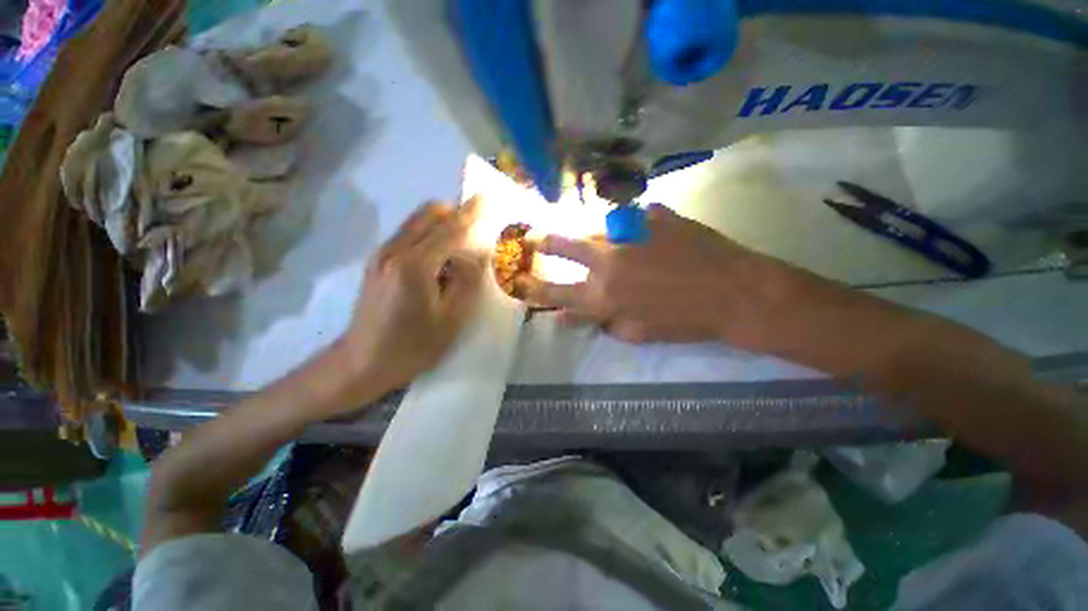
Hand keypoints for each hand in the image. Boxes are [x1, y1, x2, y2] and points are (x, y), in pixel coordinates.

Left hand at [334, 200, 484, 396]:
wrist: (361, 362)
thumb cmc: (412, 347)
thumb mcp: (451, 319)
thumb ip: (467, 282)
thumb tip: (479, 254)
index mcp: (415, 266)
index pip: (449, 230)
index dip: (471, 214)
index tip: (486, 197)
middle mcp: (394, 251)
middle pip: (429, 215)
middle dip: (455, 213)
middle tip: (477, 227)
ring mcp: (381, 254)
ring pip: (417, 221)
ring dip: (442, 223)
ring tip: (462, 245)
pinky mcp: (377, 261)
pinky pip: (408, 234)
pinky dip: (429, 234)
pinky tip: (440, 258)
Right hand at [520, 203, 789, 347]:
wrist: (735, 292)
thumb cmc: (684, 321)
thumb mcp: (637, 333)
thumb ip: (599, 322)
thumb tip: (566, 317)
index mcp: (603, 294)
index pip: (556, 291)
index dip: (534, 287)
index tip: (519, 281)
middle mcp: (608, 259)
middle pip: (565, 245)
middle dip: (544, 242)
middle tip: (533, 238)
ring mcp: (630, 232)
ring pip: (594, 228)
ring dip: (588, 235)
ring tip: (595, 240)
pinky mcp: (653, 214)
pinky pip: (630, 218)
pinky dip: (629, 227)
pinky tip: (644, 236)